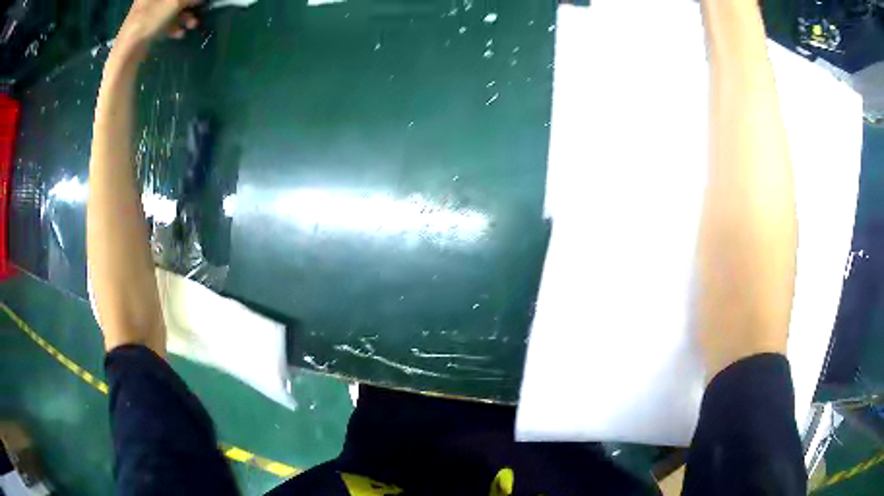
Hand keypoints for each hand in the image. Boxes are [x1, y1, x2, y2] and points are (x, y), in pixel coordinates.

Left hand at [117, 0, 201, 47]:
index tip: (198, 1)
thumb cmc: (150, 20)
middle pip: (174, 1)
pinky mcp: (146, 27)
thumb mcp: (174, 3)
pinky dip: (173, 27)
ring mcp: (147, 14)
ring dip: (184, 17)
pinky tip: (180, 33)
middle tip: (198, 10)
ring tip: (192, 25)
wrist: (128, 50)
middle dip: (188, 5)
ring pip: (171, 11)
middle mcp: (151, 1)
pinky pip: (164, 23)